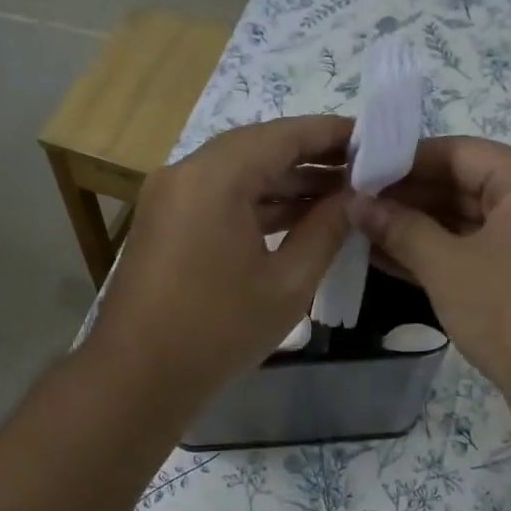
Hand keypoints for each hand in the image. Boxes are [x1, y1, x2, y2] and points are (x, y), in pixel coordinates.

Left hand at [90, 116, 352, 407]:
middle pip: (258, 147)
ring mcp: (169, 196)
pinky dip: (255, 202)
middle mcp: (186, 172)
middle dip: (310, 157)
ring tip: (338, 194)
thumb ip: (325, 230)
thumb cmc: (218, 331)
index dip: (331, 133)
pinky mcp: (164, 220)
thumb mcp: (288, 284)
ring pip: (236, 172)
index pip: (284, 135)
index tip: (373, 140)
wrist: (137, 376)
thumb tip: (354, 199)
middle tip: (362, 170)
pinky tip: (295, 217)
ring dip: (283, 182)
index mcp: (215, 177)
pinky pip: (217, 196)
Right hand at [350, 136, 510, 433]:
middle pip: (461, 185)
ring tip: (357, 230)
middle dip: (405, 197)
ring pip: (464, 223)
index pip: (458, 153)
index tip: (357, 172)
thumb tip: (356, 203)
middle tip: (350, 204)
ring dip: (414, 228)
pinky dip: (434, 255)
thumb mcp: (448, 267)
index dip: (404, 161)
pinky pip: (472, 253)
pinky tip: (386, 259)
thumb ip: (400, 228)